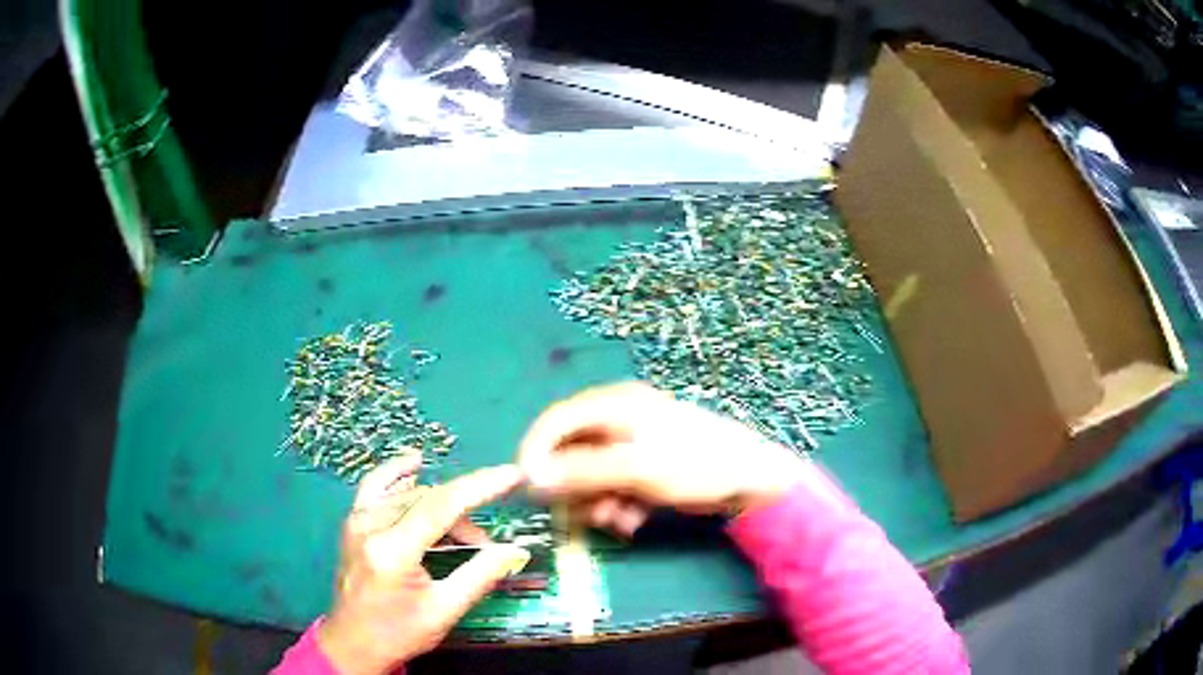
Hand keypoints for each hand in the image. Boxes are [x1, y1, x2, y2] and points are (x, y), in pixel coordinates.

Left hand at [318, 457, 530, 674]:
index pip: (441, 506)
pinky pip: (377, 487)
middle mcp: (370, 526)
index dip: (480, 487)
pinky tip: (415, 464)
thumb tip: (514, 550)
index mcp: (392, 551)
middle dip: (464, 517)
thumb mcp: (444, 610)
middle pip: (428, 500)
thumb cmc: (399, 633)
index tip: (511, 475)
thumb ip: (480, 575)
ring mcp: (356, 520)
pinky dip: (398, 475)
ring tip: (462, 534)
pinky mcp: (353, 522)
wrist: (353, 643)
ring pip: (409, 495)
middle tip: (485, 547)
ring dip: (441, 507)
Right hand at [517, 382, 812, 535]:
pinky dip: (616, 506)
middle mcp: (619, 420)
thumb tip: (531, 477)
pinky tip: (633, 521)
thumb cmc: (697, 464)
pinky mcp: (644, 468)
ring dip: (596, 503)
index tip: (527, 487)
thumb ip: (582, 472)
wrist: (753, 481)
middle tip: (585, 514)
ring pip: (590, 476)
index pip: (557, 421)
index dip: (536, 452)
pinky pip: (612, 487)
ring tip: (617, 521)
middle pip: (571, 453)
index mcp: (615, 406)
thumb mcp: (636, 469)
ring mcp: (633, 445)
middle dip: (574, 489)